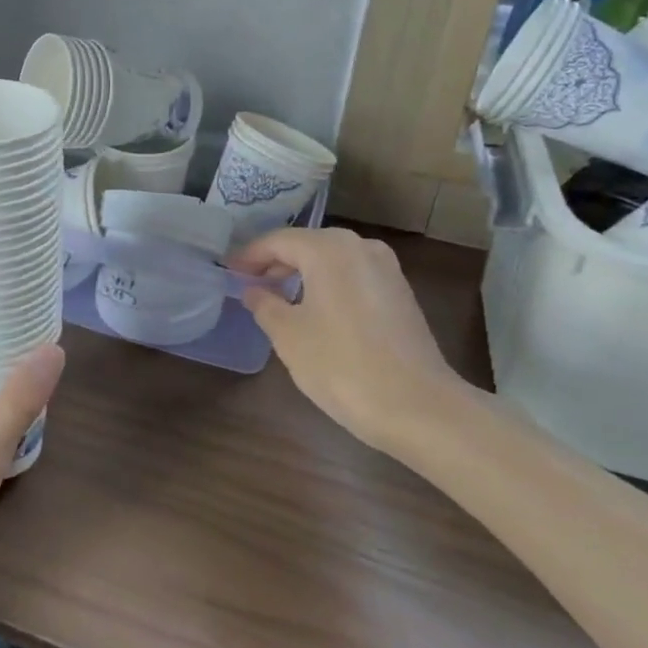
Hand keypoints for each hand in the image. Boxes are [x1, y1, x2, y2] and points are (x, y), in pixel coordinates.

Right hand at [230, 227, 480, 452]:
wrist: (418, 407)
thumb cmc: (342, 365)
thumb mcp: (288, 336)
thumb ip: (264, 304)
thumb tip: (253, 290)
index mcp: (329, 249)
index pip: (278, 241)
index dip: (249, 256)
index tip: (228, 271)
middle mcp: (360, 247)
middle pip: (307, 245)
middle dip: (276, 263)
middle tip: (249, 284)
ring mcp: (386, 269)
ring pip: (332, 260)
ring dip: (302, 274)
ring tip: (277, 298)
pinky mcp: (400, 293)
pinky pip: (352, 276)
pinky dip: (328, 285)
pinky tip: (315, 311)